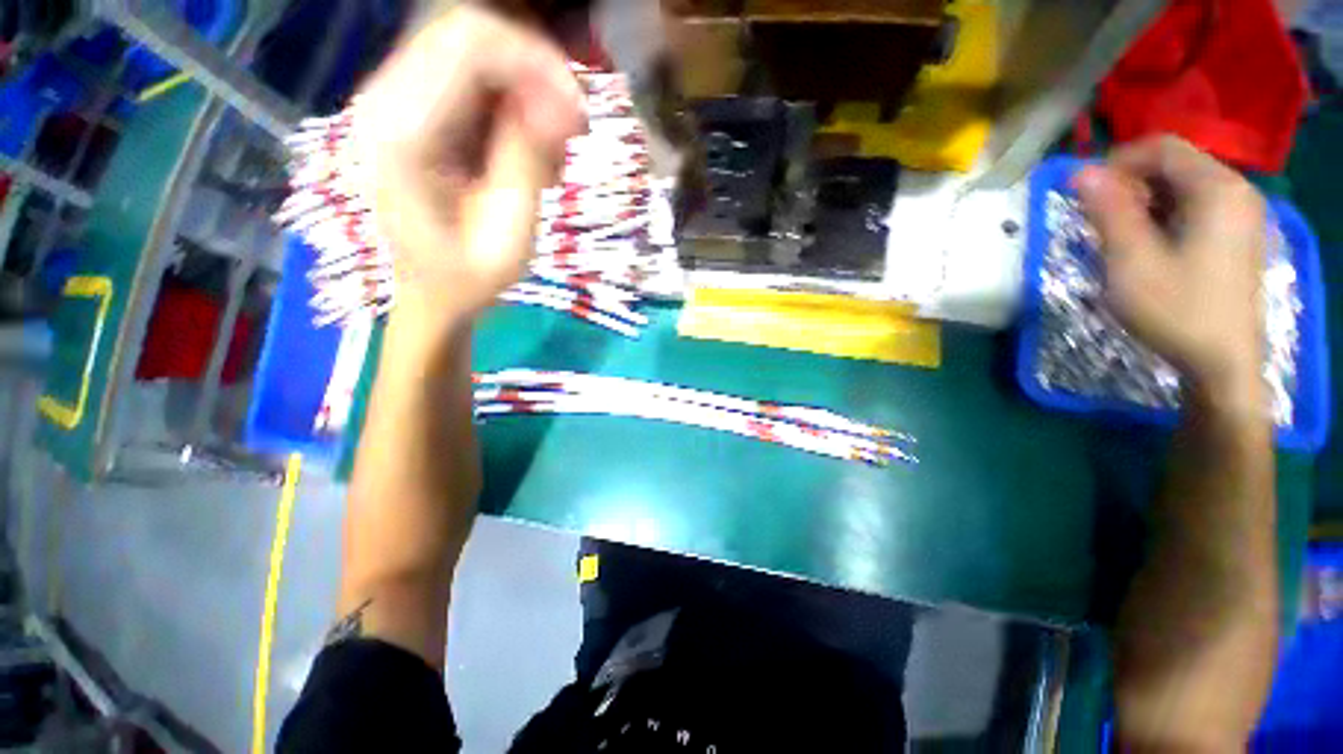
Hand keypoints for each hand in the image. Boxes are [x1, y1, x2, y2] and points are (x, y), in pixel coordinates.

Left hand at [353, 5, 585, 327]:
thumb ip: (526, 160)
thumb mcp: (510, 235)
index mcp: (402, 133)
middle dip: (535, 74)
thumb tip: (559, 100)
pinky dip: (510, 107)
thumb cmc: (469, 278)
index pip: (470, 44)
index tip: (579, 117)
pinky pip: (469, 79)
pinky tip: (526, 154)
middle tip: (572, 133)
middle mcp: (385, 100)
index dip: (536, 64)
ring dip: (525, 94)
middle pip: (469, 34)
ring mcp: (394, 100)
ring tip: (548, 159)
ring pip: (473, 52)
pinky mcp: (411, 109)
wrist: (431, 295)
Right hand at [1076, 136, 1266, 414]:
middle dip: (1129, 186)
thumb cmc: (1177, 311)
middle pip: (1174, 165)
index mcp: (1217, 189)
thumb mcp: (1131, 262)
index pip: (1162, 148)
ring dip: (1143, 204)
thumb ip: (1109, 212)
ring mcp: (1241, 214)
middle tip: (1099, 223)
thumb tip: (1081, 173)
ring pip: (1182, 187)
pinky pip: (1194, 207)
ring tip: (1119, 239)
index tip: (1086, 196)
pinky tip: (1148, 247)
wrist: (1222, 363)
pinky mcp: (1237, 235)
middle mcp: (1236, 190)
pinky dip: (1163, 217)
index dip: (1117, 163)